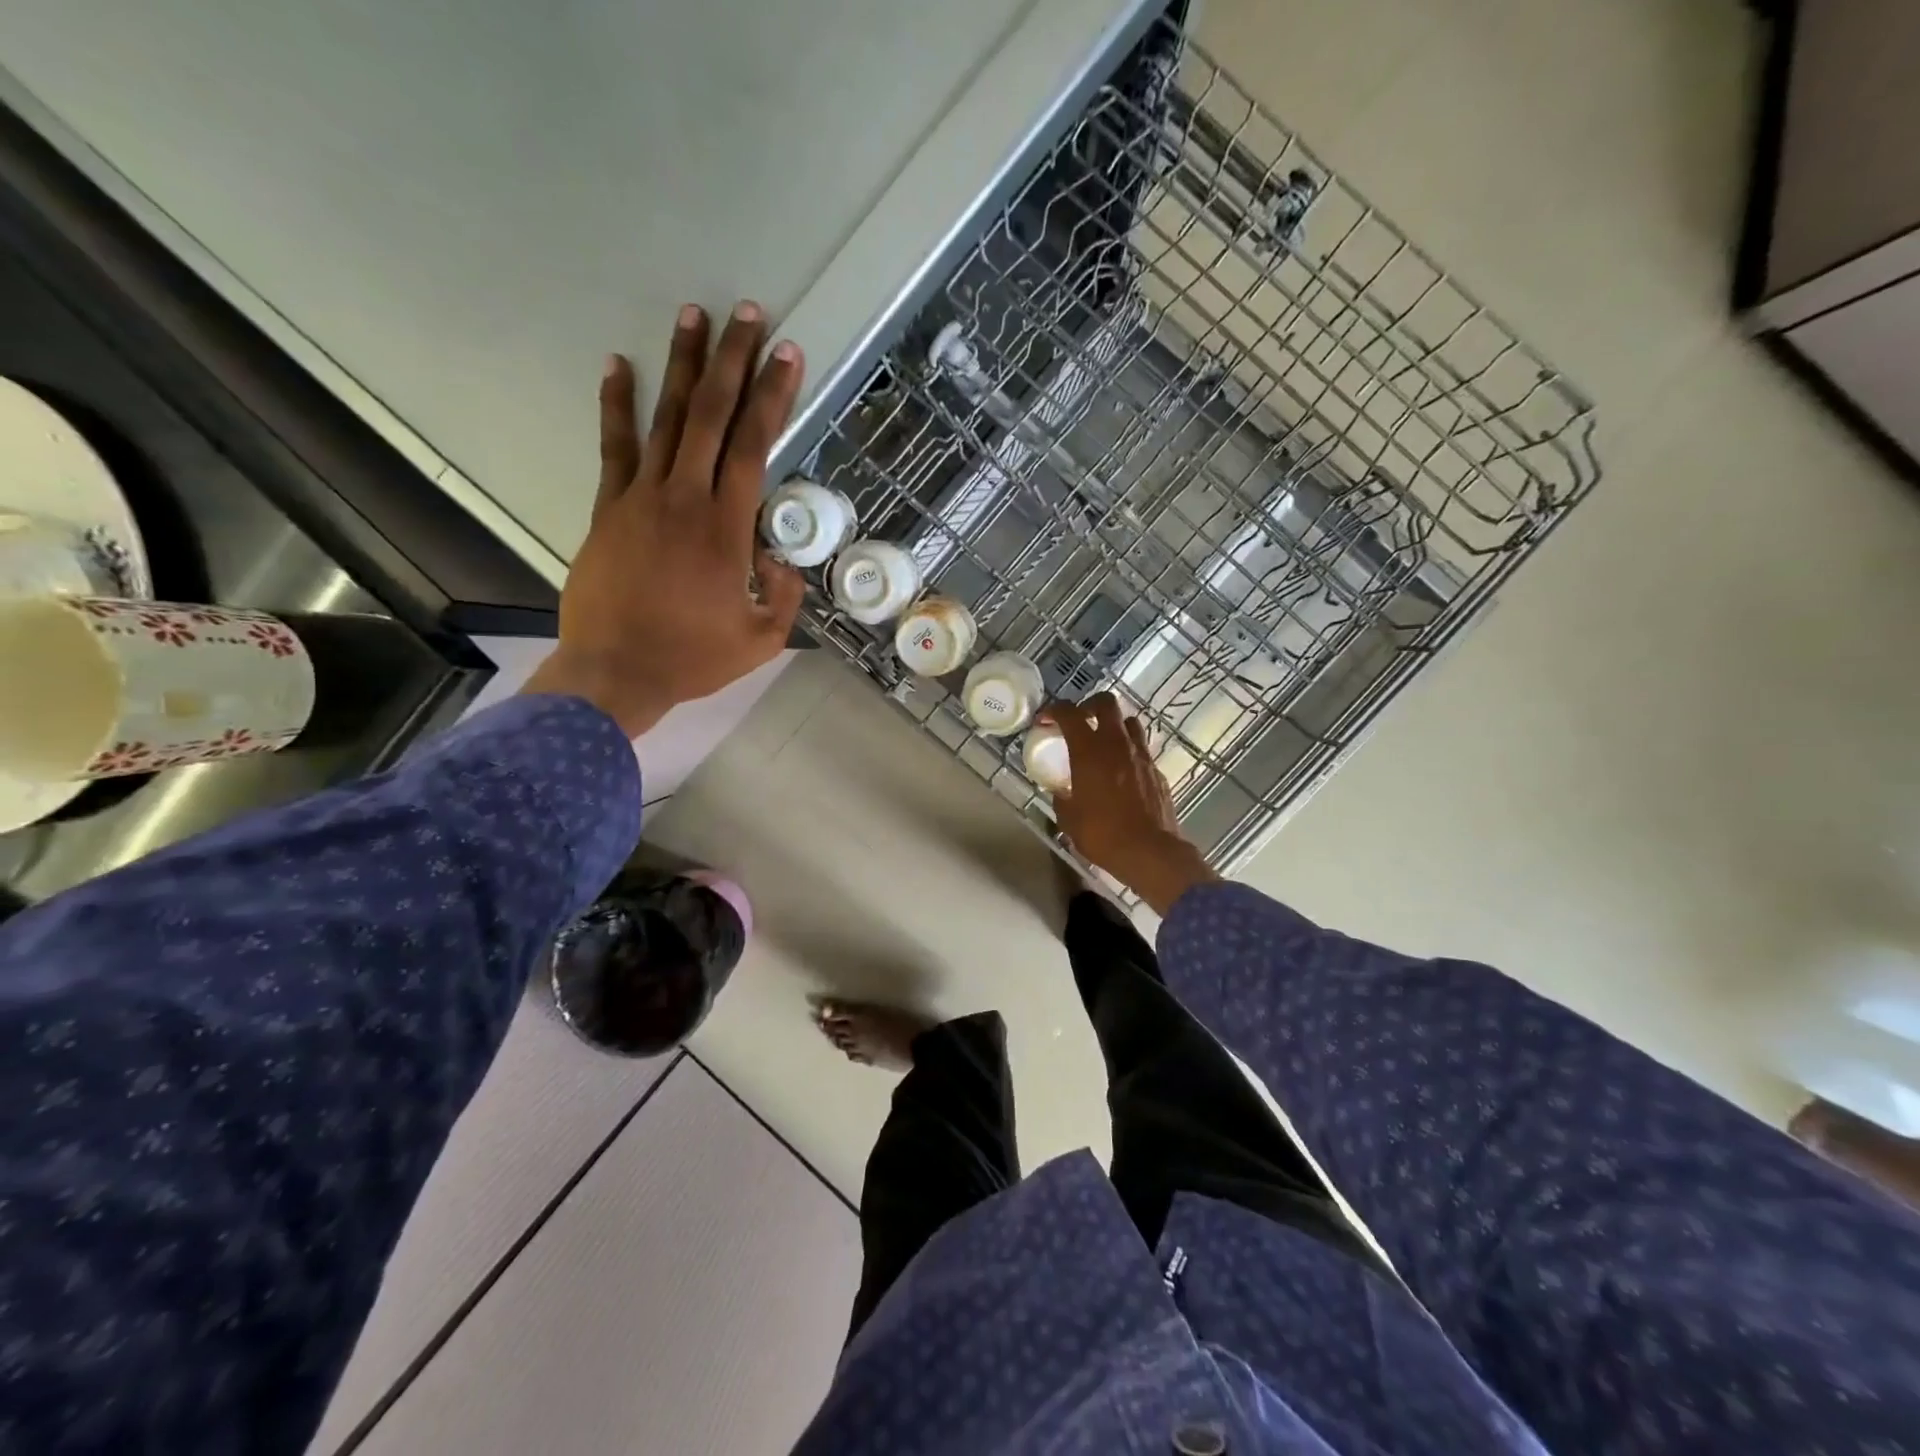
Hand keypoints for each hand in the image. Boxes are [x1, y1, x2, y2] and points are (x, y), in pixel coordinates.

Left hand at [524, 302, 806, 736]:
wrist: (616, 672)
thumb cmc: (694, 658)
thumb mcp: (762, 638)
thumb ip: (784, 594)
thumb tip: (780, 558)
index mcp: (726, 528)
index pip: (754, 446)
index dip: (773, 397)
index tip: (787, 355)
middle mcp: (685, 497)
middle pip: (712, 415)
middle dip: (734, 361)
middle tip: (749, 314)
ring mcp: (641, 497)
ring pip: (667, 418)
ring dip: (683, 366)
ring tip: (695, 316)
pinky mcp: (608, 508)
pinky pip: (614, 447)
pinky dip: (617, 404)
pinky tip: (618, 365)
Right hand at [1045, 692, 1218, 915]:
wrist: (1151, 851)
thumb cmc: (1103, 834)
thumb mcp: (1069, 819)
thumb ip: (1062, 797)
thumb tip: (1060, 791)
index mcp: (1089, 751)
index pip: (1069, 714)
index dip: (1054, 710)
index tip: (1046, 720)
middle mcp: (1117, 744)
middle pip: (1106, 703)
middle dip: (1089, 705)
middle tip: (1080, 720)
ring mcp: (1141, 755)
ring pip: (1129, 722)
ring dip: (1114, 725)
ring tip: (1104, 742)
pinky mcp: (1157, 770)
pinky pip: (1141, 749)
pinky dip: (1129, 751)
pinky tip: (1122, 771)